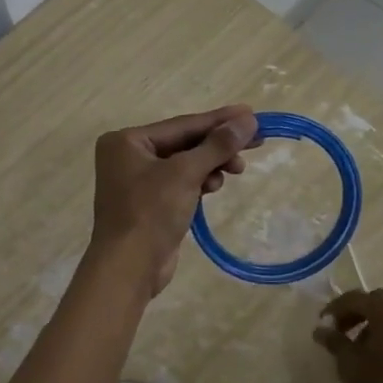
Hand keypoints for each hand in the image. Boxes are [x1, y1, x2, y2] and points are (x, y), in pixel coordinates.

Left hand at [90, 106, 259, 296]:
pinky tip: (215, 187)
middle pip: (184, 143)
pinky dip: (200, 182)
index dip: (219, 120)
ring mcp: (138, 181)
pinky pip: (181, 183)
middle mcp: (128, 156)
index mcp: (126, 141)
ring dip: (211, 165)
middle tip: (256, 142)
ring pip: (185, 164)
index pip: (182, 125)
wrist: (129, 268)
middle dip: (218, 146)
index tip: (252, 114)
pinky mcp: (150, 204)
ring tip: (236, 171)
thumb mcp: (185, 173)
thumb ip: (217, 145)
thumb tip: (248, 120)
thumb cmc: (150, 212)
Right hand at [316, 289, 382, 382]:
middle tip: (344, 334)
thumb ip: (335, 342)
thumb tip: (321, 329)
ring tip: (369, 351)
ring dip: (381, 326)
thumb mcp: (350, 367)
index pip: (356, 298)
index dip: (336, 309)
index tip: (324, 325)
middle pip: (381, 304)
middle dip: (360, 315)